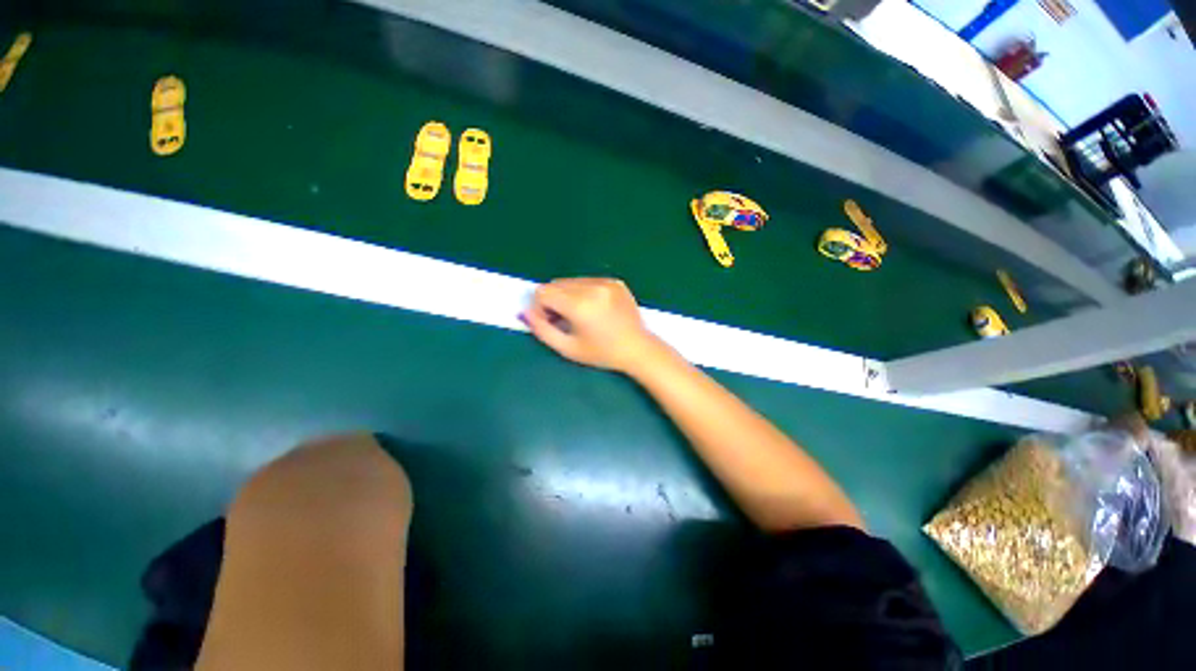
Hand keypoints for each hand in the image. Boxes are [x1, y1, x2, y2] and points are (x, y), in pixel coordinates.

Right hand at [523, 278, 661, 373]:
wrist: (638, 348)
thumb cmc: (602, 353)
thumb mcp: (568, 349)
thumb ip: (542, 330)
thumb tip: (525, 312)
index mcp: (580, 305)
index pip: (543, 292)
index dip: (540, 307)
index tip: (551, 322)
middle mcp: (592, 287)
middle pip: (556, 284)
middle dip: (553, 300)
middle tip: (564, 319)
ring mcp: (606, 282)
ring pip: (571, 281)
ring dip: (568, 295)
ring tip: (581, 315)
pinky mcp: (615, 281)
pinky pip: (588, 281)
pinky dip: (584, 292)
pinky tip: (595, 309)